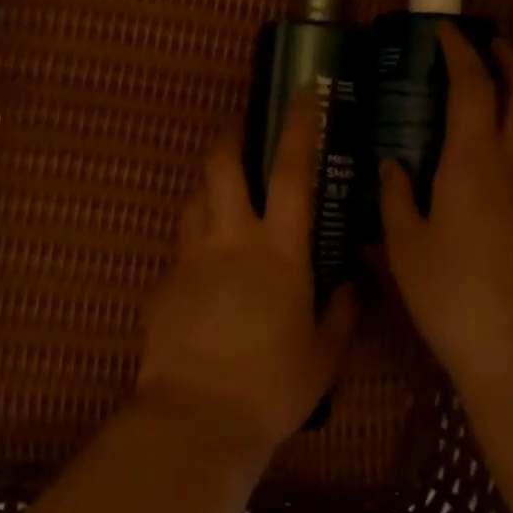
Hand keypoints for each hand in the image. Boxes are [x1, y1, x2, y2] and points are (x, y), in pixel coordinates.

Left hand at [137, 92, 355, 456]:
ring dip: (209, 185)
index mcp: (280, 252)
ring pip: (194, 199)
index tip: (302, 93)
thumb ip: (340, 312)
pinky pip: (181, 250)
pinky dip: (196, 245)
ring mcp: (190, 259)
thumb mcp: (324, 354)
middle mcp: (231, 241)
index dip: (298, 127)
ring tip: (223, 191)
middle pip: (222, 165)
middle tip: (240, 123)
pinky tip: (205, 271)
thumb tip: (349, 285)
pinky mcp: (163, 284)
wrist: (198, 419)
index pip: (291, 173)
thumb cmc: (273, 387)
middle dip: (231, 134)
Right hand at [378, 28, 512, 394]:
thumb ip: (395, 199)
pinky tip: (509, 154)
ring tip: (504, 87)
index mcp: (474, 163)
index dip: (460, 53)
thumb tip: (391, 166)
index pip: (473, 88)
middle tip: (488, 45)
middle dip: (510, 59)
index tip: (444, 33)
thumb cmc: (452, 297)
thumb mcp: (405, 248)